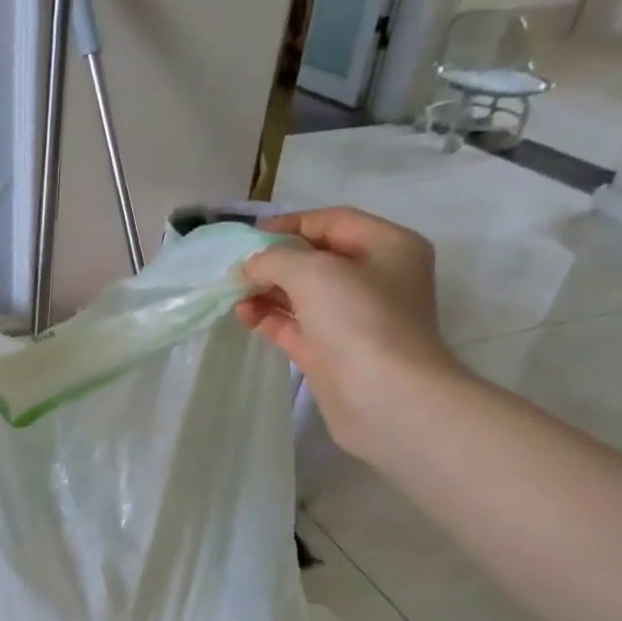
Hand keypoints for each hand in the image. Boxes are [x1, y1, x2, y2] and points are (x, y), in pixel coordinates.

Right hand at [236, 207, 462, 458]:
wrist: (385, 398)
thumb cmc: (359, 320)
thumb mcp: (313, 271)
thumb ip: (275, 259)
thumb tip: (251, 266)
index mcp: (388, 247)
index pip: (333, 222)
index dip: (290, 224)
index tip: (249, 236)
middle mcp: (375, 279)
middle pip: (316, 259)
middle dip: (274, 262)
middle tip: (236, 269)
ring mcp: (354, 320)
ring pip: (303, 296)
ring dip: (267, 292)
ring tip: (234, 295)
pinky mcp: (333, 353)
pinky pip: (296, 326)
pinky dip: (270, 319)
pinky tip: (244, 316)